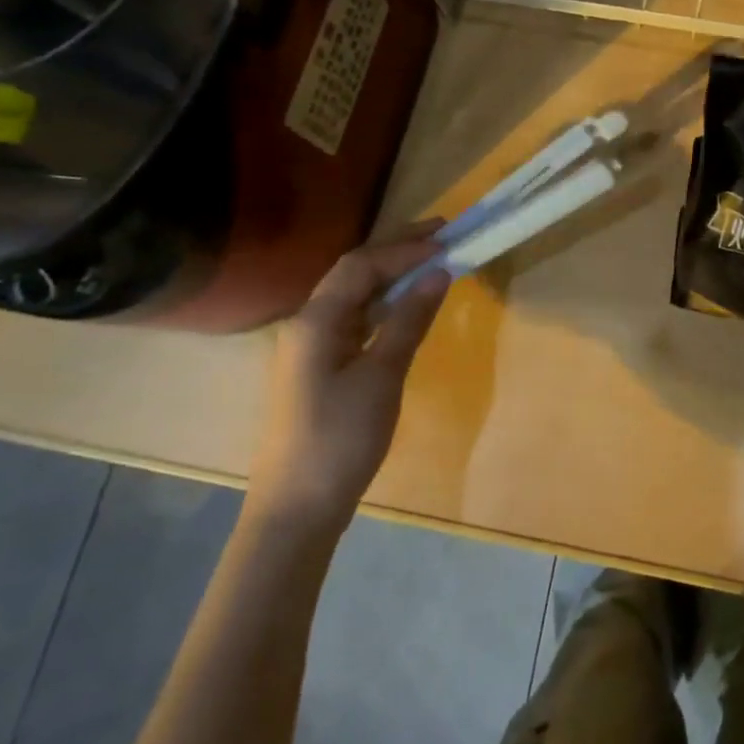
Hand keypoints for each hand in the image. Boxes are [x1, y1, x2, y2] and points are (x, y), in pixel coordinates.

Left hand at [244, 224, 450, 539]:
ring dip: (390, 272)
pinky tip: (404, 304)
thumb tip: (439, 273)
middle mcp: (307, 322)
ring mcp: (310, 345)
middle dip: (396, 248)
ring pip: (353, 293)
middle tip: (441, 232)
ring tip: (430, 260)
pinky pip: (354, 317)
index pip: (363, 265)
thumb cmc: (340, 440)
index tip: (447, 240)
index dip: (405, 248)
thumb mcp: (382, 376)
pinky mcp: (319, 366)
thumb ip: (409, 319)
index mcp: (316, 320)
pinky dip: (383, 301)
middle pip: (353, 270)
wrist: (296, 510)